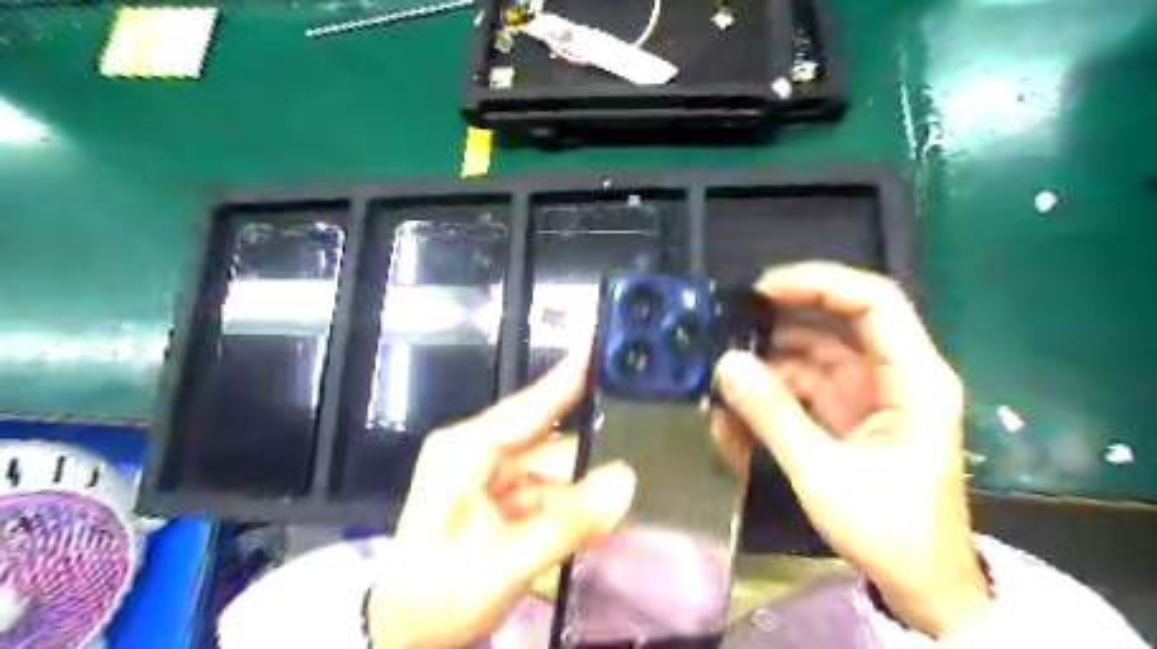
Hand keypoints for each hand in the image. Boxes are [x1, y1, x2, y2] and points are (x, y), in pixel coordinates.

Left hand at [368, 354, 635, 648]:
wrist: (403, 637)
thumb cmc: (434, 600)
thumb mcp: (501, 567)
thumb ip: (565, 525)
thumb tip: (624, 480)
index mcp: (465, 451)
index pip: (526, 406)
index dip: (566, 377)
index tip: (602, 342)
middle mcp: (480, 450)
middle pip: (550, 442)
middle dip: (585, 462)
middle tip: (631, 466)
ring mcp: (494, 472)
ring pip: (556, 469)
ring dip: (580, 492)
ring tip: (604, 514)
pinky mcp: (505, 494)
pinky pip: (551, 490)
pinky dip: (569, 507)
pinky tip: (586, 524)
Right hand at [710, 262, 988, 635]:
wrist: (922, 585)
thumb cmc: (889, 530)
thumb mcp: (823, 472)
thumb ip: (773, 415)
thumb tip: (726, 363)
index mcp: (914, 378)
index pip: (872, 301)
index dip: (818, 283)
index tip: (762, 289)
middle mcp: (896, 373)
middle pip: (840, 319)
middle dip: (785, 315)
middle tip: (731, 319)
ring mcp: (872, 391)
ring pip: (818, 349)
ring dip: (774, 353)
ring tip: (727, 361)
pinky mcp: (851, 411)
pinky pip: (809, 380)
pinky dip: (775, 384)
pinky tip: (741, 395)